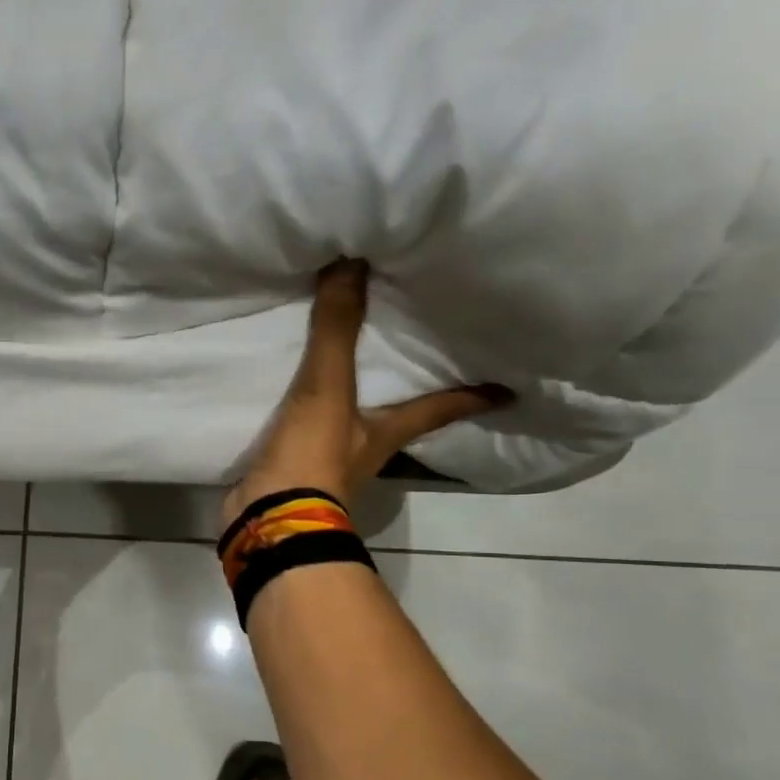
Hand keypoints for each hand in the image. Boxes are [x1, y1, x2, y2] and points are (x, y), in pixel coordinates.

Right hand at [221, 260, 510, 527]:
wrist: (269, 519)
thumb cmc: (314, 457)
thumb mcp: (329, 388)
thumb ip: (338, 329)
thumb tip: (352, 260)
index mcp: (390, 429)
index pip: (444, 406)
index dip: (475, 395)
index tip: (511, 387)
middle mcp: (368, 445)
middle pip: (403, 413)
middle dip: (414, 389)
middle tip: (424, 352)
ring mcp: (331, 461)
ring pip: (354, 419)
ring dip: (357, 398)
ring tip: (354, 363)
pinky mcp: (295, 467)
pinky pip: (309, 427)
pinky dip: (308, 410)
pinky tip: (293, 392)